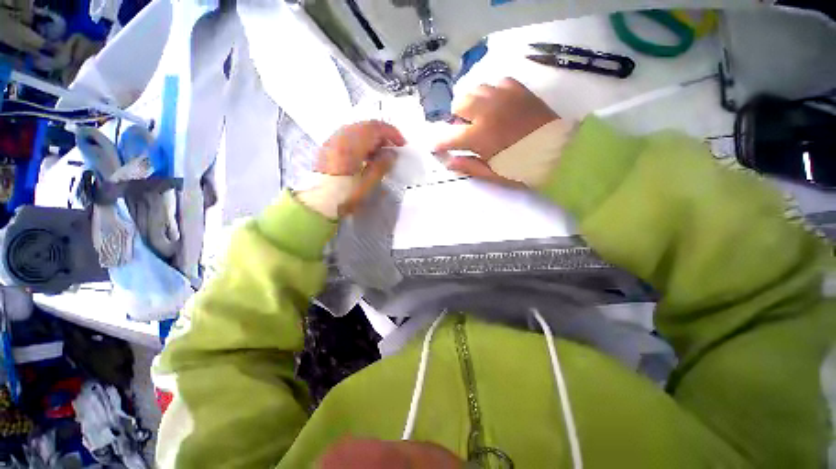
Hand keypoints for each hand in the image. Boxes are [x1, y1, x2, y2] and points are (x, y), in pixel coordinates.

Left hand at [307, 120, 405, 216]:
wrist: (319, 203)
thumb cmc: (345, 195)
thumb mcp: (368, 183)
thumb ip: (382, 165)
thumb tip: (391, 154)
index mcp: (351, 145)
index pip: (375, 128)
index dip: (391, 133)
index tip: (402, 144)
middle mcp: (340, 137)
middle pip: (365, 126)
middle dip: (382, 134)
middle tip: (392, 148)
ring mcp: (332, 140)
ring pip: (356, 130)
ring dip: (371, 138)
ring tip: (380, 153)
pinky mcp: (328, 147)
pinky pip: (348, 136)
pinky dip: (360, 141)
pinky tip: (365, 155)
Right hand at [434, 78, 557, 185]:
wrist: (560, 153)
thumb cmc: (523, 169)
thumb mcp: (493, 174)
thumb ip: (468, 166)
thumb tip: (447, 162)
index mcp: (480, 136)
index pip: (449, 137)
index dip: (439, 143)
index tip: (436, 147)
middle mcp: (488, 111)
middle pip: (459, 103)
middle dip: (456, 117)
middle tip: (464, 130)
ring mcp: (504, 96)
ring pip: (476, 89)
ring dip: (473, 103)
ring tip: (481, 117)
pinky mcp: (519, 90)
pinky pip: (497, 83)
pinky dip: (492, 94)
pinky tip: (498, 106)